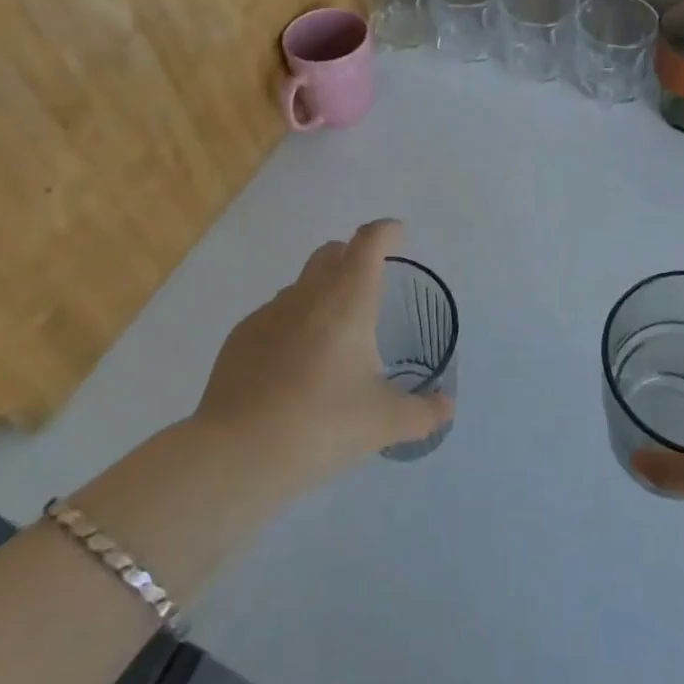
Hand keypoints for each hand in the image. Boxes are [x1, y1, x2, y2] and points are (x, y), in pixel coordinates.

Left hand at [192, 219, 451, 496]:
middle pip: (331, 252)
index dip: (386, 232)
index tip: (397, 235)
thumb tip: (446, 406)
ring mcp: (269, 312)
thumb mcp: (383, 423)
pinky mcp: (241, 336)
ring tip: (332, 336)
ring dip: (320, 294)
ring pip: (301, 286)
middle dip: (352, 256)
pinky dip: (291, 326)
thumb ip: (422, 413)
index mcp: (348, 299)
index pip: (368, 242)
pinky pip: (274, 317)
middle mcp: (308, 294)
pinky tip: (293, 367)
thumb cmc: (321, 424)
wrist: (238, 451)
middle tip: (368, 283)